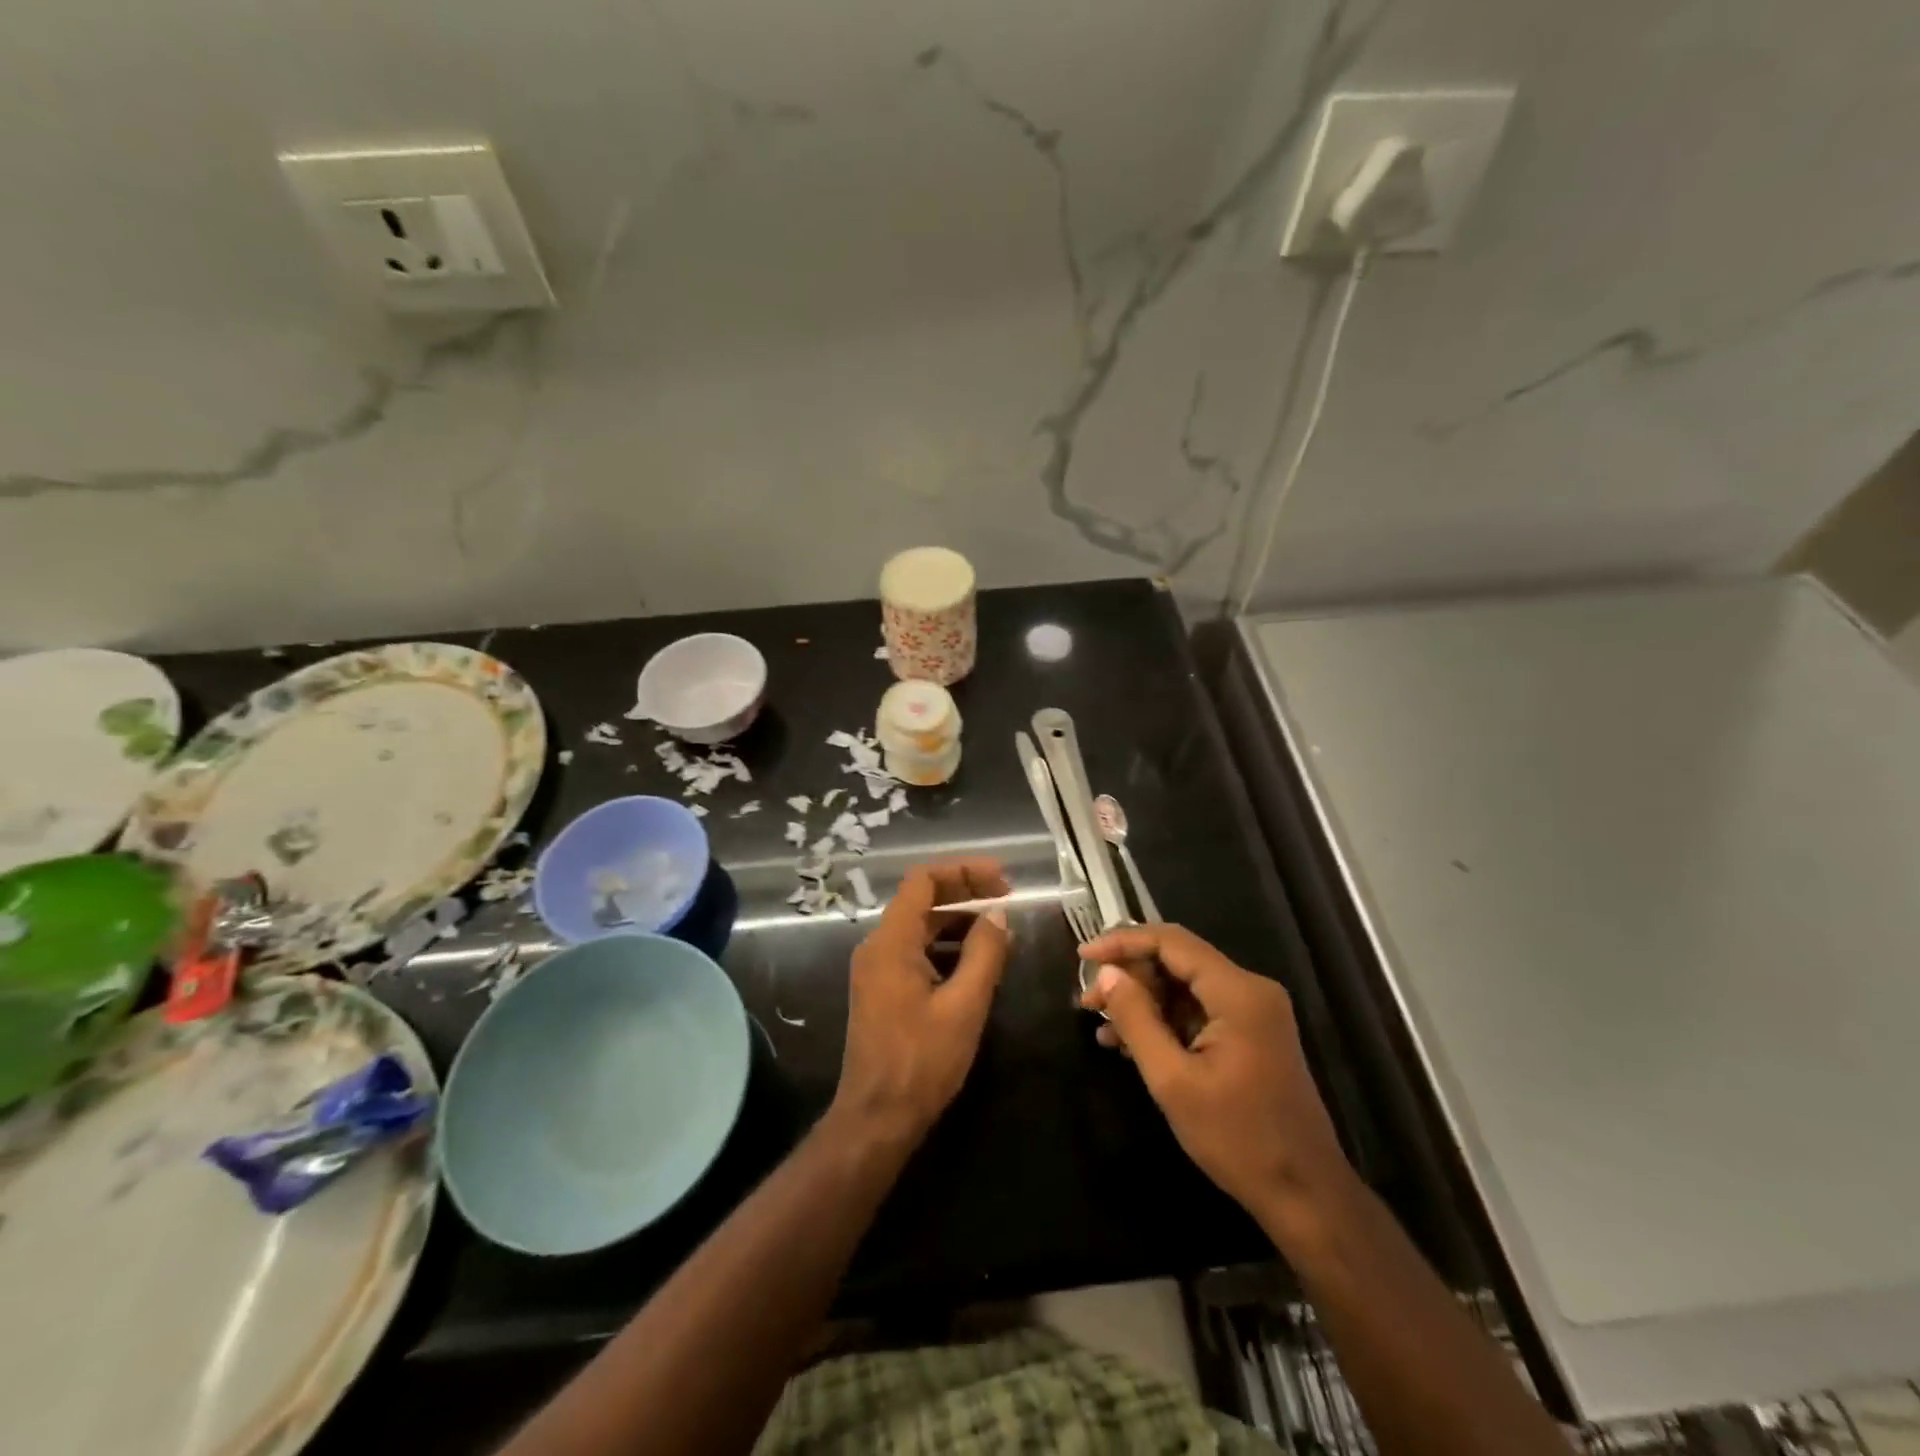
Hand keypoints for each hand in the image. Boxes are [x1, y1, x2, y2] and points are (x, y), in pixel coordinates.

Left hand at [832, 860, 1010, 1149]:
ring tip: (1000, 933)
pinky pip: (916, 953)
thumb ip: (984, 953)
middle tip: (1008, 899)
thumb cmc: (922, 1060)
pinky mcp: (882, 990)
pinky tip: (977, 964)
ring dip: (958, 923)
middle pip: (922, 901)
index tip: (1002, 880)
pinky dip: (946, 948)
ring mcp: (876, 969)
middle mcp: (878, 946)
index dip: (963, 871)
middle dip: (965, 894)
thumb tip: (998, 915)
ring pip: (920, 928)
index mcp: (891, 942)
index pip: (923, 881)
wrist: (876, 1118)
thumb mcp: (964, 1005)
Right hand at [1078, 924, 1352, 1231]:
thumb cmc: (1238, 1139)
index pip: (1171, 942)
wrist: (1305, 1196)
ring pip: (1184, 986)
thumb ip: (1136, 1019)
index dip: (1123, 942)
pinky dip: (1163, 1021)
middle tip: (1088, 1001)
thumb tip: (1106, 974)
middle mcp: (1250, 990)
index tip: (1083, 956)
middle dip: (1129, 976)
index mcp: (1238, 992)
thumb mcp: (1173, 1081)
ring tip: (1101, 1026)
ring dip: (1142, 1001)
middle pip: (1177, 960)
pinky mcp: (1250, 1034)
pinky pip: (1197, 1010)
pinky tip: (1129, 1043)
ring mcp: (1253, 1012)